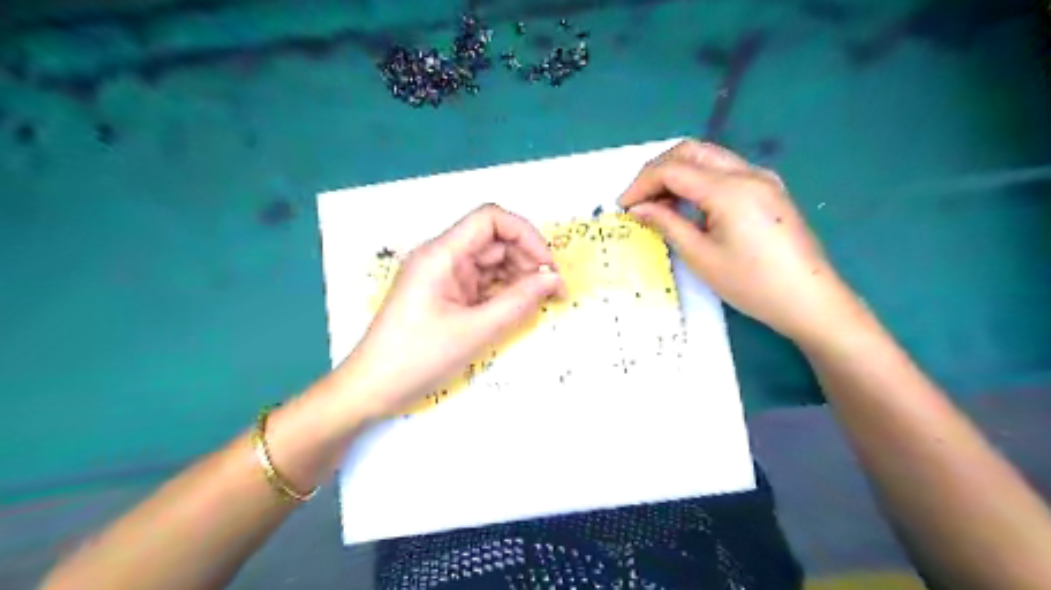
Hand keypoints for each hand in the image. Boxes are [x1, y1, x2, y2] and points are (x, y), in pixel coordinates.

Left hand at [335, 203, 566, 419]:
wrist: (373, 389)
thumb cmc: (418, 358)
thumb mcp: (475, 330)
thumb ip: (519, 301)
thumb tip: (553, 279)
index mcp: (441, 254)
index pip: (490, 219)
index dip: (525, 234)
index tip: (547, 265)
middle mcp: (442, 257)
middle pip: (494, 241)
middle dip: (527, 260)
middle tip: (552, 291)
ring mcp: (443, 276)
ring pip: (490, 263)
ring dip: (518, 277)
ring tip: (539, 302)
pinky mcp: (445, 294)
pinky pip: (481, 283)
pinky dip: (502, 292)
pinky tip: (518, 308)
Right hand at [617, 141, 857, 342]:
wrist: (811, 299)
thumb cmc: (752, 283)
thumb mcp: (701, 256)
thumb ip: (667, 224)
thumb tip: (638, 208)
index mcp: (729, 189)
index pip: (672, 170)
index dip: (641, 184)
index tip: (622, 206)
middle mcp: (747, 172)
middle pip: (690, 151)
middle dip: (657, 170)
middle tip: (638, 199)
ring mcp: (762, 177)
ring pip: (708, 157)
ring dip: (677, 172)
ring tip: (659, 203)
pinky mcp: (769, 188)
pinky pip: (725, 170)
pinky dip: (699, 179)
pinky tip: (689, 204)